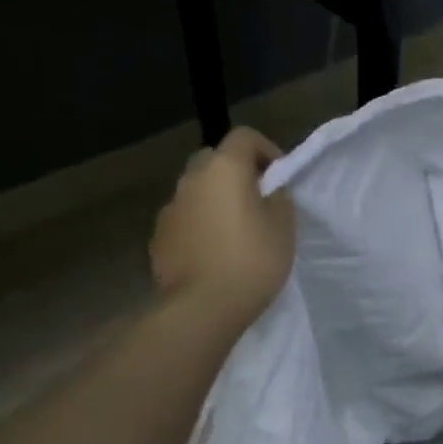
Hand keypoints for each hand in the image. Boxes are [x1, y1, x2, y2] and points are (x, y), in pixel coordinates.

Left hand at [150, 127, 295, 326]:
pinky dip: (200, 224)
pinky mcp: (159, 236)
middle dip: (236, 172)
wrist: (202, 307)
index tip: (280, 177)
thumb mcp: (284, 226)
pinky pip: (185, 217)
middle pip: (214, 158)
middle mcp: (191, 179)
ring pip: (197, 189)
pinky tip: (215, 252)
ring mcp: (170, 208)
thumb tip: (269, 190)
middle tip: (257, 200)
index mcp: (224, 169)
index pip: (244, 136)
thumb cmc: (252, 260)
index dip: (266, 149)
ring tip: (236, 230)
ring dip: (216, 198)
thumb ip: (278, 198)